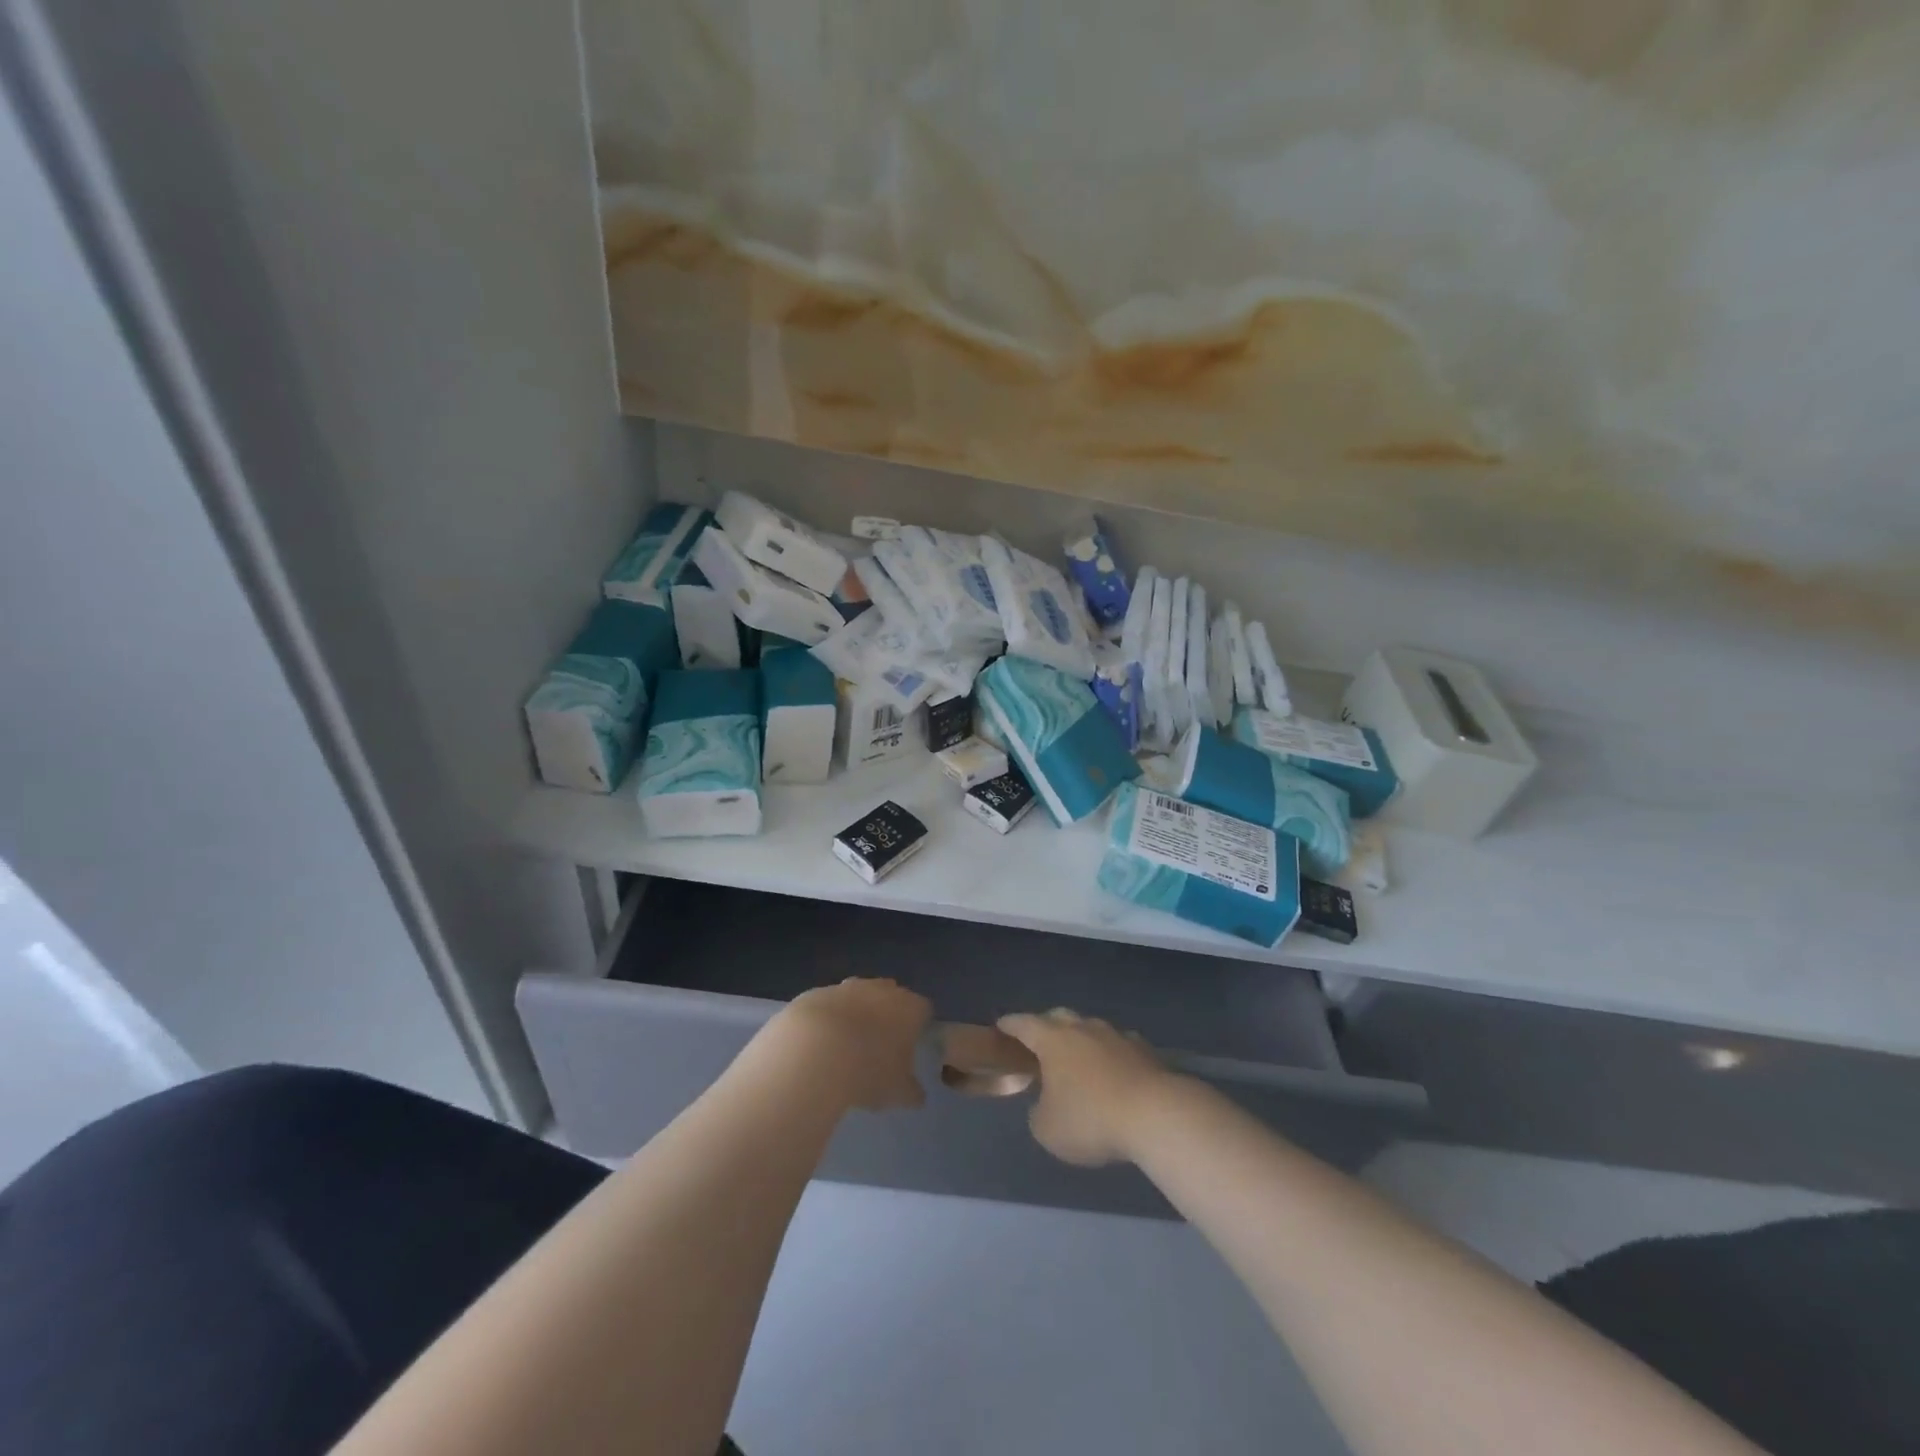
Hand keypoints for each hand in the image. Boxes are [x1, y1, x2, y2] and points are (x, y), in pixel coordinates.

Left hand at [774, 978, 931, 1111]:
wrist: (814, 1051)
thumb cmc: (868, 1071)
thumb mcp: (897, 1093)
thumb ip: (911, 1092)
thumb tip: (916, 1095)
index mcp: (910, 1008)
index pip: (924, 1010)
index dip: (919, 1027)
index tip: (911, 1046)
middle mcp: (882, 989)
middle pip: (892, 996)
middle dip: (888, 1015)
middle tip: (879, 1045)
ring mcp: (848, 987)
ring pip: (859, 996)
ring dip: (856, 1014)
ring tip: (847, 1046)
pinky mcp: (818, 992)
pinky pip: (830, 1005)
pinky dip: (828, 1019)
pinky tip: (819, 1044)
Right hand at [997, 1009, 1178, 1166]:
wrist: (1155, 1115)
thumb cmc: (1091, 1119)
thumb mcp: (1048, 1129)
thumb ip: (1038, 1112)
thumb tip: (1045, 1104)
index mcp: (1052, 1040)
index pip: (1023, 1024)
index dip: (1009, 1025)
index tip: (1001, 1026)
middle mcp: (1082, 1028)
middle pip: (1058, 1017)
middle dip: (1045, 1026)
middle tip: (1038, 1043)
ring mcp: (1115, 1035)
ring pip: (1090, 1028)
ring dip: (1081, 1040)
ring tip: (1077, 1059)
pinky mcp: (1144, 1050)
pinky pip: (1118, 1045)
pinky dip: (1110, 1054)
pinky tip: (1113, 1071)